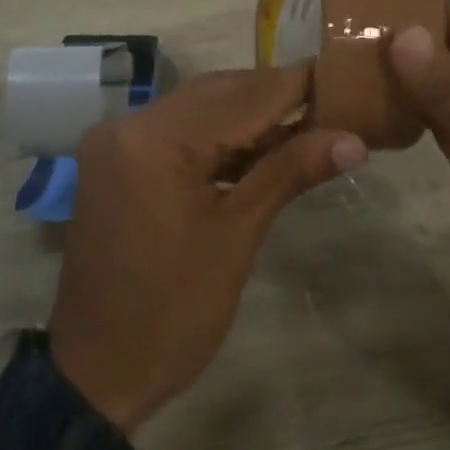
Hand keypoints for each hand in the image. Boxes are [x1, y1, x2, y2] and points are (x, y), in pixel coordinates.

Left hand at [49, 65, 365, 431]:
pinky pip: (174, 130)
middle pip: (215, 94)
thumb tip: (352, 139)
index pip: (240, 97)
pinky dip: (214, 136)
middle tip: (329, 104)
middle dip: (272, 97)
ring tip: (303, 124)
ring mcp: (115, 139)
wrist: (97, 371)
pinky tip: (255, 147)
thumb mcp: (237, 237)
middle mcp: (129, 123)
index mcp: (155, 139)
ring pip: (195, 108)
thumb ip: (289, 172)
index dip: (294, 86)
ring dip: (245, 115)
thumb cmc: (174, 312)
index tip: (342, 78)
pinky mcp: (114, 158)